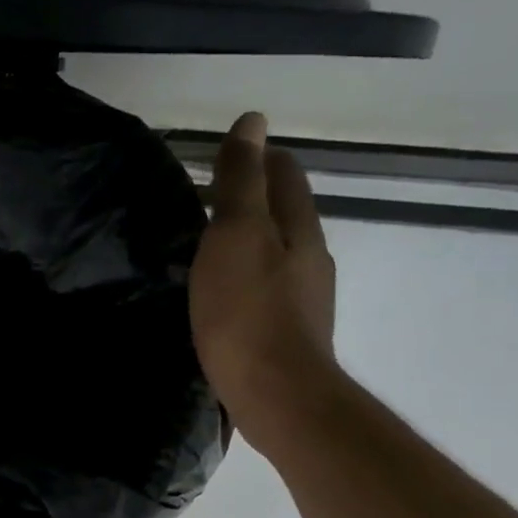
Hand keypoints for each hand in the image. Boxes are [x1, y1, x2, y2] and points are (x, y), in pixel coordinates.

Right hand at [189, 111, 336, 447]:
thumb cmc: (249, 313)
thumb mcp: (236, 236)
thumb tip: (253, 121)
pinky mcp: (291, 335)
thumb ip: (242, 182)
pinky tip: (224, 298)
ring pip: (278, 255)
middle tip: (206, 204)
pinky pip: (269, 292)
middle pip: (285, 214)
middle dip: (253, 201)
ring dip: (250, 245)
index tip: (221, 160)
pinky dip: (248, 282)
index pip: (284, 174)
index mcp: (299, 227)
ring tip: (209, 252)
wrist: (277, 396)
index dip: (257, 159)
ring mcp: (305, 300)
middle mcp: (311, 258)